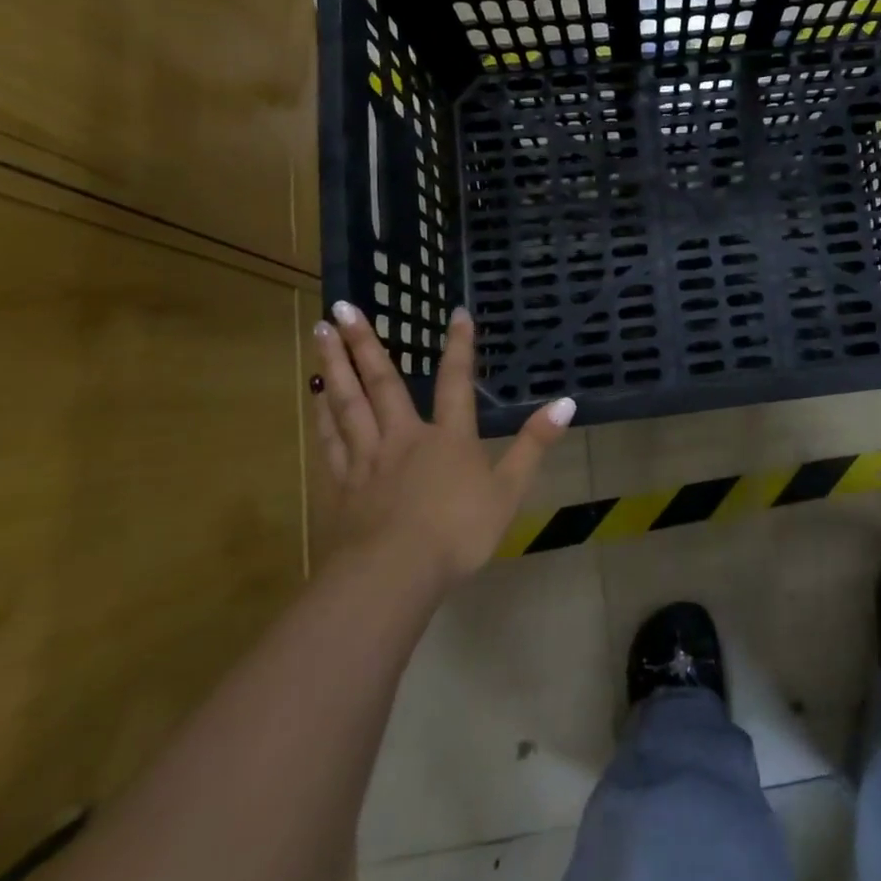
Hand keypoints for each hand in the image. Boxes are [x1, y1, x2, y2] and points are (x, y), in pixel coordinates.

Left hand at [311, 302, 575, 585]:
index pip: (455, 381)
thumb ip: (534, 445)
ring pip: (347, 402)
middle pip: (381, 382)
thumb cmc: (456, 533)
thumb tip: (566, 402)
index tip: (456, 313)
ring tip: (321, 333)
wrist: (392, 575)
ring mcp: (367, 459)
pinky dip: (322, 415)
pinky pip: (330, 440)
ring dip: (334, 365)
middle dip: (365, 342)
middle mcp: (403, 437)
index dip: (459, 346)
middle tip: (342, 306)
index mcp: (447, 437)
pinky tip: (314, 398)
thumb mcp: (508, 491)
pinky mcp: (341, 485)